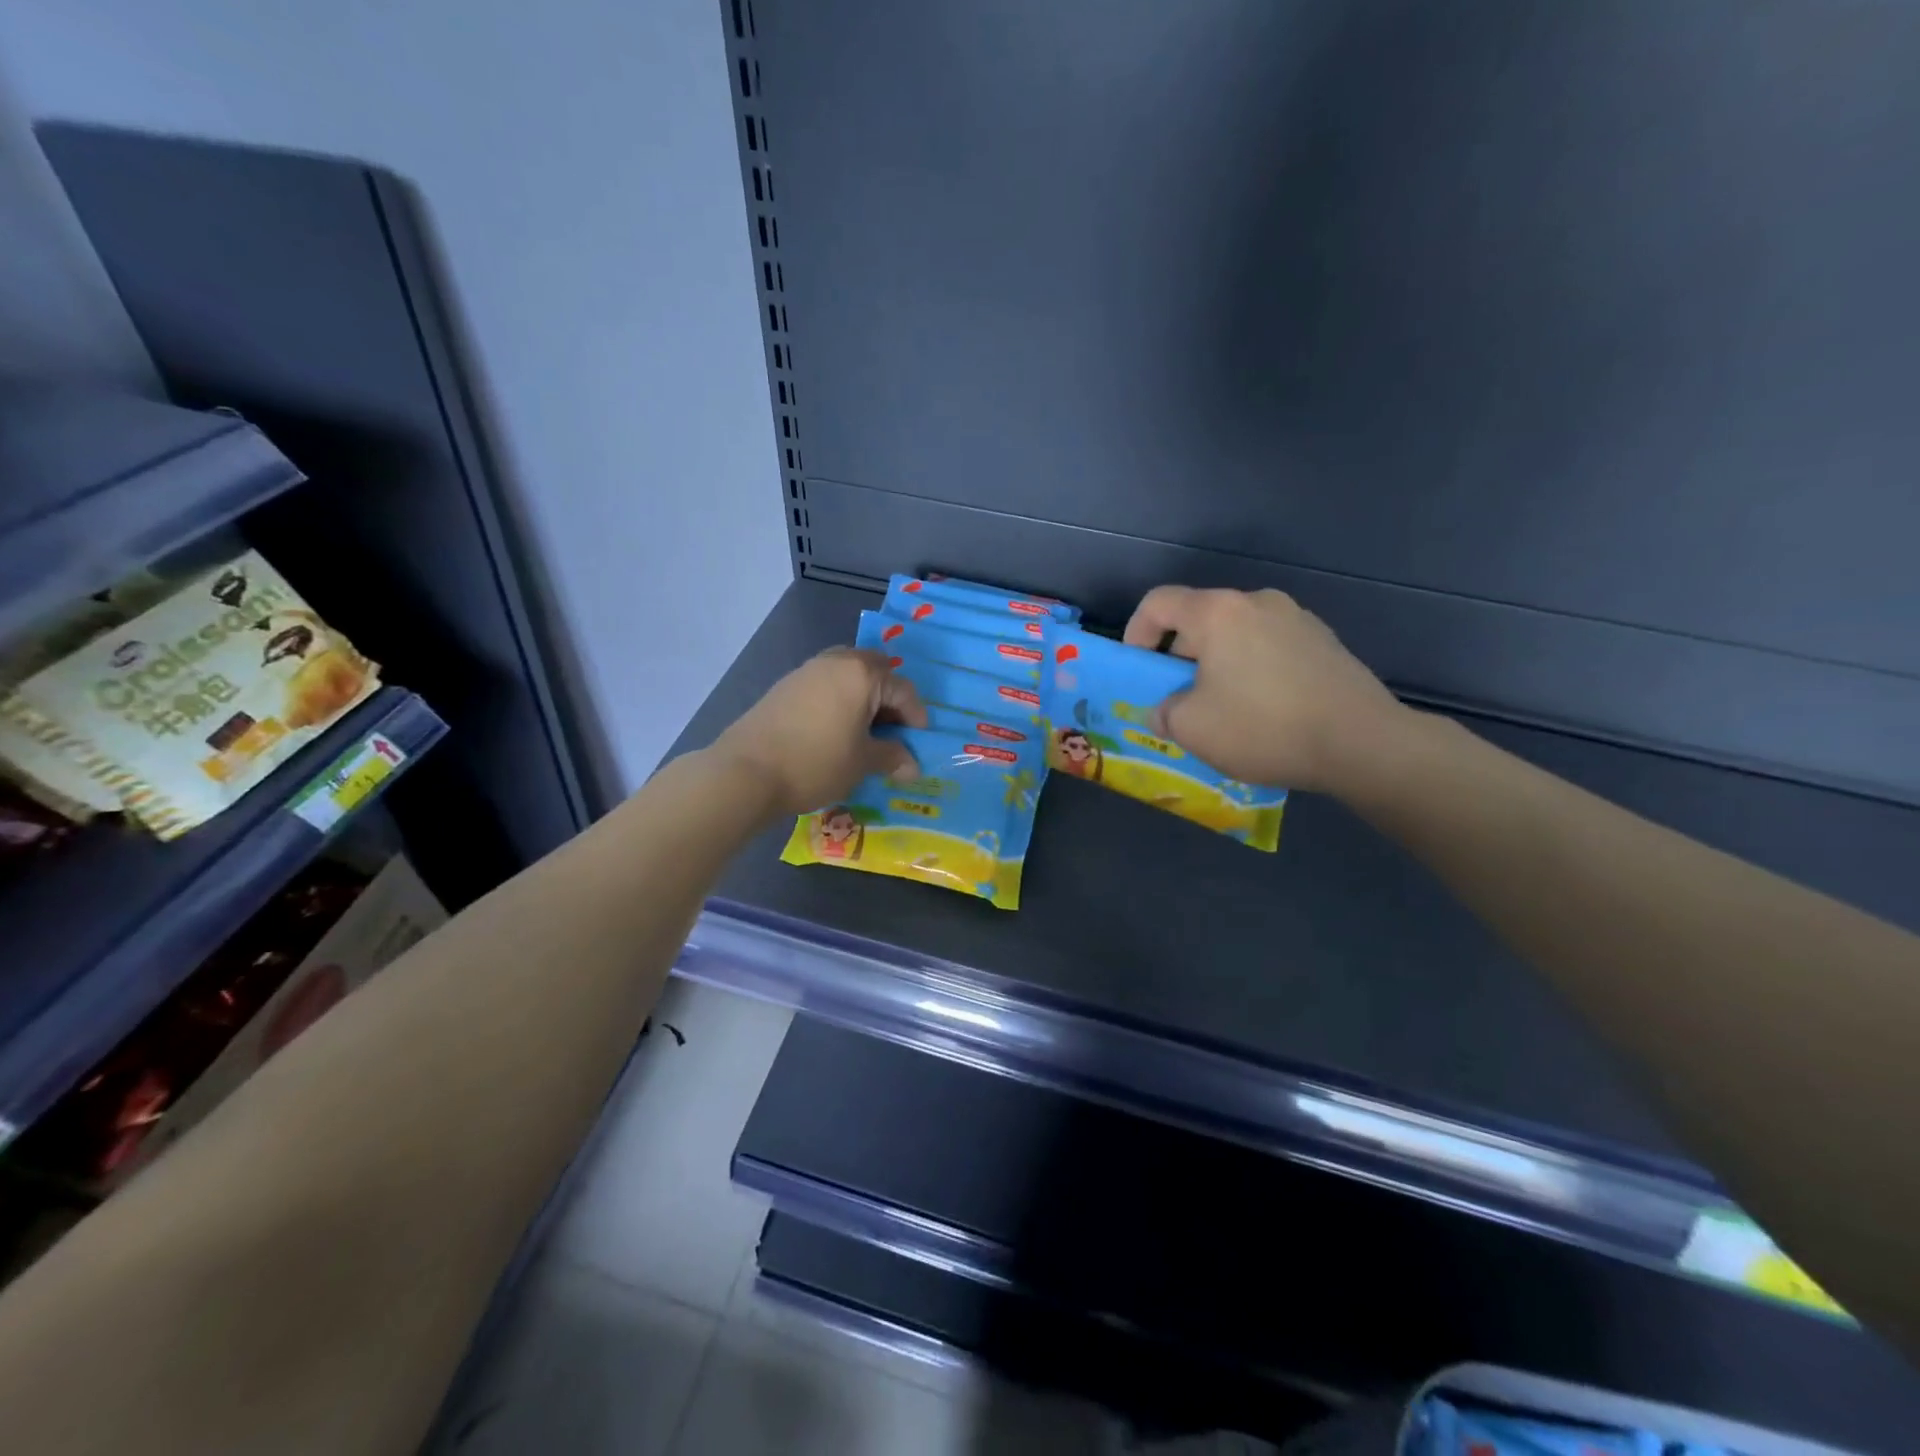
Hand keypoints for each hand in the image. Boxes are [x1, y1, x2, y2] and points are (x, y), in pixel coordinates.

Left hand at [712, 647, 927, 815]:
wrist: (746, 771)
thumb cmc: (816, 762)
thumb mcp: (862, 763)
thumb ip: (892, 758)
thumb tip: (912, 766)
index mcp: (862, 673)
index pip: (903, 689)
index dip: (916, 717)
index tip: (917, 743)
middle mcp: (836, 661)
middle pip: (876, 671)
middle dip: (889, 699)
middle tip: (892, 731)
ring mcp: (807, 671)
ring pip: (848, 676)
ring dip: (863, 699)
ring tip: (864, 733)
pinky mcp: (785, 686)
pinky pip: (825, 686)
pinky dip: (839, 702)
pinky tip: (835, 731)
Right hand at [1123, 586, 1411, 794]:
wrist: (1361, 742)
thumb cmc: (1263, 727)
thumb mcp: (1192, 728)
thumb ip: (1164, 713)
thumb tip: (1165, 711)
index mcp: (1218, 613)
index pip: (1159, 602)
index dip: (1136, 631)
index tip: (1138, 667)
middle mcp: (1257, 603)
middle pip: (1200, 618)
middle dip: (1179, 656)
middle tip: (1178, 698)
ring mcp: (1297, 619)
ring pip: (1237, 634)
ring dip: (1217, 663)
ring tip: (1222, 707)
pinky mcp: (1324, 642)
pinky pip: (1270, 647)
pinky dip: (1252, 669)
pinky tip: (1264, 710)